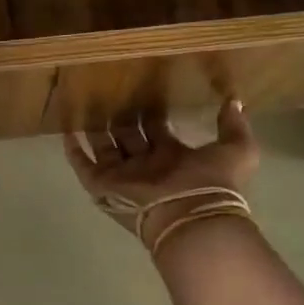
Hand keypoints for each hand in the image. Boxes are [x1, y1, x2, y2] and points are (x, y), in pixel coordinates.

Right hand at [64, 101, 259, 253]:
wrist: (190, 216)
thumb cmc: (211, 182)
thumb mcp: (237, 150)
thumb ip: (235, 126)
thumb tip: (234, 101)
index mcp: (173, 156)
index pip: (158, 130)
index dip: (152, 112)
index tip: (144, 88)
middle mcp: (146, 165)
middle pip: (129, 136)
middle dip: (121, 117)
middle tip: (110, 90)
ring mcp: (123, 176)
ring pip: (105, 147)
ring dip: (96, 128)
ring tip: (85, 103)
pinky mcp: (103, 185)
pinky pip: (83, 166)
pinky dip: (74, 151)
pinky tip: (66, 131)